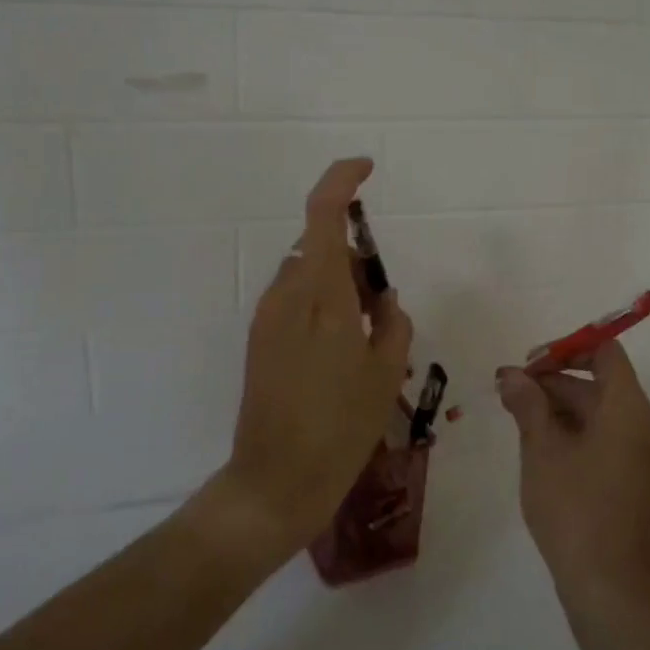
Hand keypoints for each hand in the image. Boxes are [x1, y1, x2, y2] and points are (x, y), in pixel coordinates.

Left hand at [215, 158, 412, 560]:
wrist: (276, 481)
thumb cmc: (341, 428)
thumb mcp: (384, 373)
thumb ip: (391, 323)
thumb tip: (383, 300)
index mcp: (321, 297)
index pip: (322, 215)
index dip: (341, 181)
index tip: (366, 169)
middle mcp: (286, 296)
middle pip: (317, 246)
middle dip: (351, 256)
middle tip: (380, 304)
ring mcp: (266, 319)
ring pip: (305, 275)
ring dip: (335, 284)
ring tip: (363, 337)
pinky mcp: (258, 341)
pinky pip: (293, 302)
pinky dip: (319, 306)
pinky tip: (337, 354)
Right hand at [496, 342, 649, 615]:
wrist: (609, 588)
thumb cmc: (573, 508)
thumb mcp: (541, 450)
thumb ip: (528, 404)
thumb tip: (512, 375)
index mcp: (629, 410)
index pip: (606, 353)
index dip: (567, 349)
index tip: (530, 364)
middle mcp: (645, 427)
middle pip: (600, 384)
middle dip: (554, 382)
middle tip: (509, 392)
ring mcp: (645, 459)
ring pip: (601, 415)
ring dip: (561, 409)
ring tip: (517, 418)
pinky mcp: (638, 484)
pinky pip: (608, 441)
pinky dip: (576, 434)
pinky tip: (542, 449)